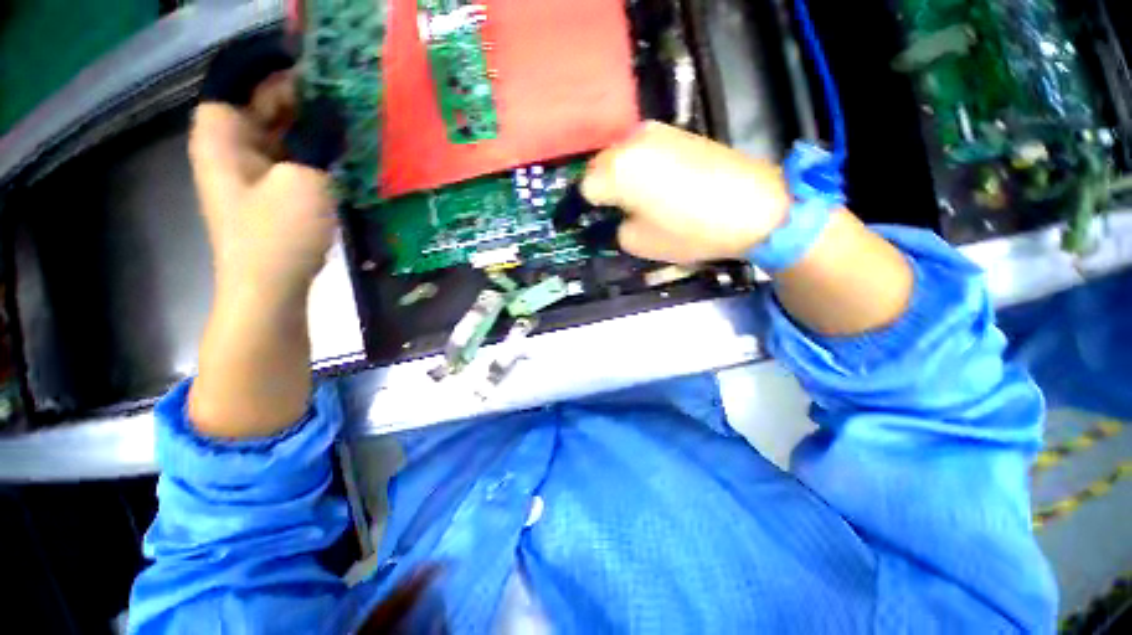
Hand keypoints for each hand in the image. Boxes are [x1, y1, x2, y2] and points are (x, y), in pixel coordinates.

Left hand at [190, 80, 336, 303]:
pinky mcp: (270, 200)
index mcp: (222, 139)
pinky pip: (288, 164)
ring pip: (275, 139)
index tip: (310, 76)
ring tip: (344, 128)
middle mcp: (229, 153)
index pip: (235, 87)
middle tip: (338, 101)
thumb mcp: (306, 180)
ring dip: (306, 132)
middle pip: (256, 111)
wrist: (269, 289)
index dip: (268, 77)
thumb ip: (319, 146)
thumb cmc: (278, 232)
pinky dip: (310, 157)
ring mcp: (249, 179)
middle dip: (294, 102)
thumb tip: (334, 125)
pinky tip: (338, 160)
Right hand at [584, 121, 912, 335]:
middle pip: (598, 168)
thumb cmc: (691, 230)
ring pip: (619, 157)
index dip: (582, 210)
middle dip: (598, 192)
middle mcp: (630, 142)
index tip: (585, 224)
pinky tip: (654, 186)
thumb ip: (614, 228)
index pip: (582, 189)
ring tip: (632, 202)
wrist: (755, 206)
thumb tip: (611, 217)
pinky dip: (638, 169)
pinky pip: (641, 151)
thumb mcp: (639, 242)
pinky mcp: (676, 132)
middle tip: (608, 215)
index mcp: (616, 170)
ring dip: (617, 179)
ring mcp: (655, 132)